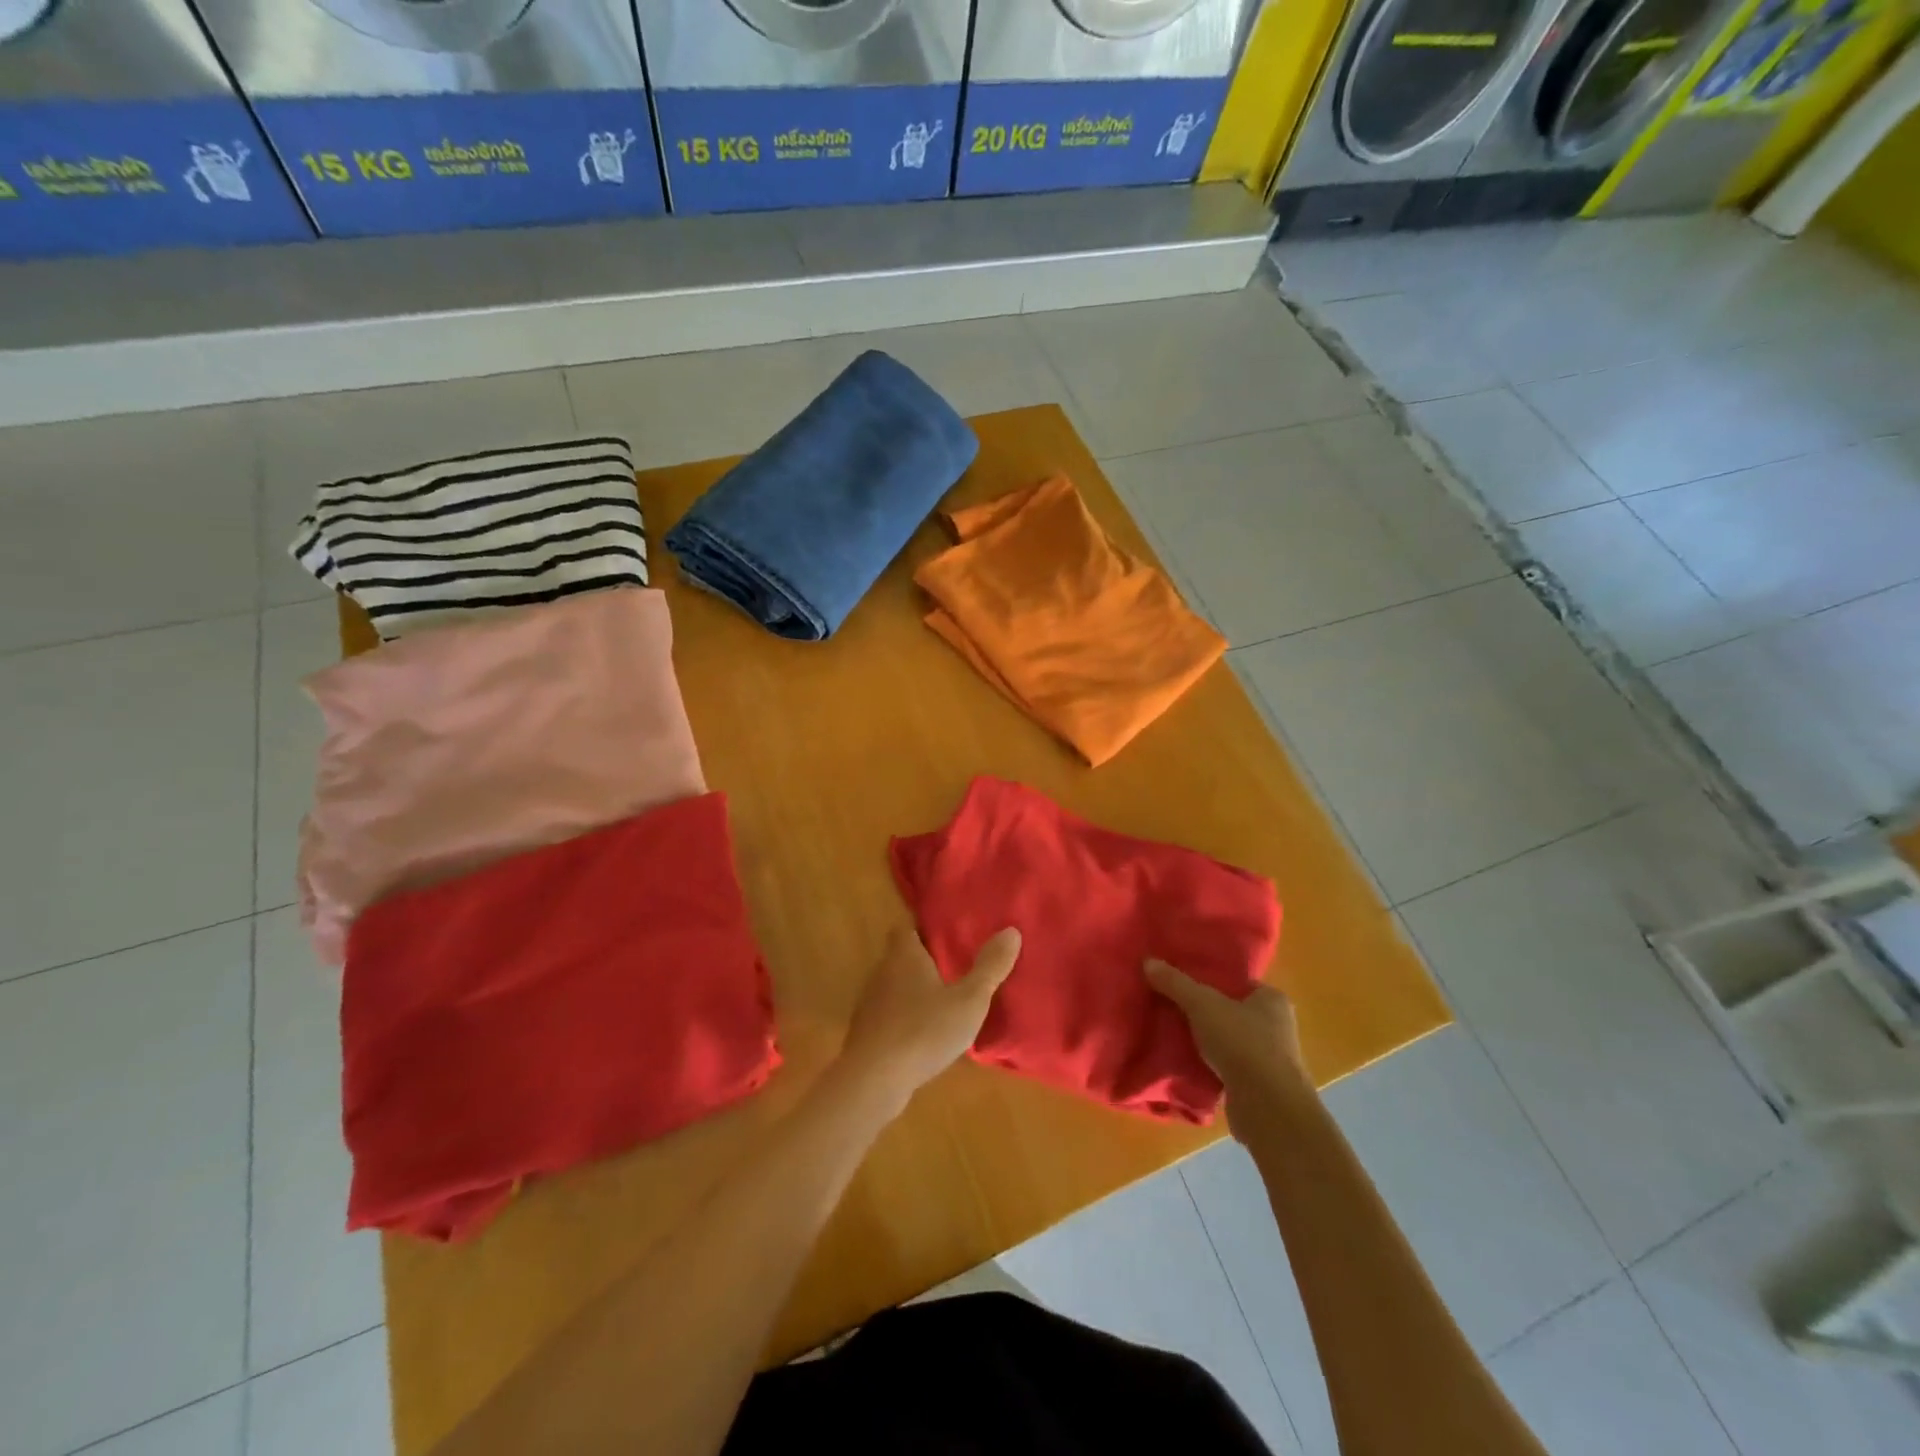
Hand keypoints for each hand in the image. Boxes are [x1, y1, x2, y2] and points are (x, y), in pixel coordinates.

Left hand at [840, 926, 1021, 1108]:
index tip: (948, 935)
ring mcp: (871, 1003)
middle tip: (955, 967)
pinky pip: (891, 1015)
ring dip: (916, 991)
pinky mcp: (867, 1033)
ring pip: (896, 987)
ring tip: (945, 1001)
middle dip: (925, 961)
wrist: (873, 1080)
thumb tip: (1012, 930)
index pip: (908, 928)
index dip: (926, 928)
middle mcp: (882, 972)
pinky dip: (906, 1018)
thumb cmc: (923, 1030)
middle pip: (902, 956)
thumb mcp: (968, 1000)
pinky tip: (925, 1034)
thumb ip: (989, 967)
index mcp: (904, 955)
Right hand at [1146, 959, 1306, 1136]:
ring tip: (1170, 1032)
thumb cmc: (1243, 1043)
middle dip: (1201, 1011)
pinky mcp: (1256, 1086)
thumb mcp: (1202, 1004)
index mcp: (1272, 999)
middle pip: (1229, 1010)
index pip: (1236, 982)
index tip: (1180, 980)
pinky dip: (1206, 1064)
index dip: (1208, 979)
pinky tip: (1182, 1061)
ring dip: (1202, 1039)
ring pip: (1226, 1040)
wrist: (1267, 1108)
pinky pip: (1224, 1066)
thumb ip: (1175, 983)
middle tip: (1169, 1004)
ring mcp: (1268, 1059)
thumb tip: (1148, 961)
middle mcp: (1276, 1026)